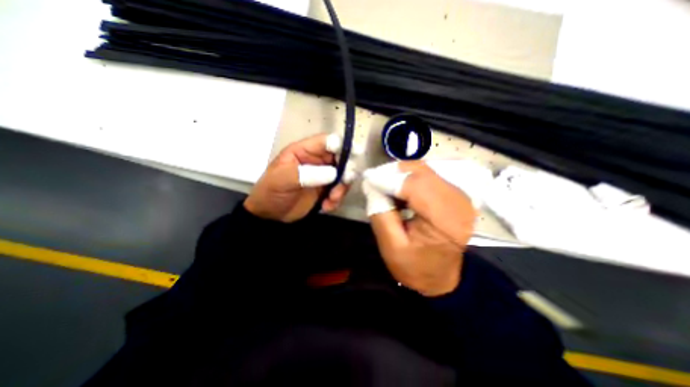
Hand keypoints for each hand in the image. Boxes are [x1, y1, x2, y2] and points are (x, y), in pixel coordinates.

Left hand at [244, 134, 352, 222]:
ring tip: (332, 199)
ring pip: (343, 176)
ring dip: (341, 188)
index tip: (355, 153)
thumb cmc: (271, 191)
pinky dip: (337, 199)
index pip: (326, 142)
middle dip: (346, 170)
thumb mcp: (283, 179)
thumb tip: (333, 173)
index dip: (341, 145)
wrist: (270, 215)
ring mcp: (323, 176)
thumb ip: (307, 174)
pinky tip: (326, 206)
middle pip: (341, 158)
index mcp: (305, 151)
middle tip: (345, 181)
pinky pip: (339, 191)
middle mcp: (318, 161)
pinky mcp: (326, 190)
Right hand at [362, 160, 477, 295]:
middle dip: (393, 173)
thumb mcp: (391, 246)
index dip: (388, 179)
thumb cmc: (415, 267)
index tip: (368, 180)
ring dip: (401, 174)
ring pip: (424, 170)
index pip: (414, 185)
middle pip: (421, 172)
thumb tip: (372, 186)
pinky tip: (400, 191)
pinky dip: (410, 178)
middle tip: (375, 182)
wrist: (440, 278)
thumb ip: (381, 213)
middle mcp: (458, 202)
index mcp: (445, 220)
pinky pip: (429, 176)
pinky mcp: (455, 195)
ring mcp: (459, 196)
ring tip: (385, 187)